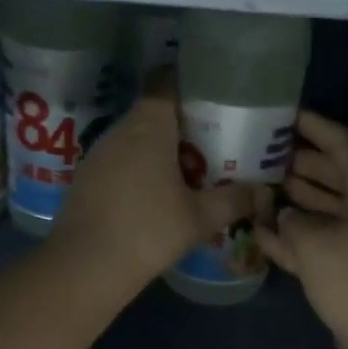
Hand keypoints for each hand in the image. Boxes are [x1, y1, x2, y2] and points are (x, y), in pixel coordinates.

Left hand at [55, 71, 261, 285]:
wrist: (85, 266)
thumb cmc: (148, 231)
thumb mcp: (200, 219)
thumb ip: (234, 201)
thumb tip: (263, 192)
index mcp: (149, 127)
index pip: (164, 81)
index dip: (187, 82)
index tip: (211, 96)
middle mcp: (120, 130)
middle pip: (152, 111)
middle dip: (181, 122)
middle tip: (211, 139)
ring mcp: (98, 154)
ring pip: (134, 137)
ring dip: (158, 147)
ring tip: (187, 167)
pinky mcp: (86, 178)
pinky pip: (118, 159)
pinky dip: (138, 167)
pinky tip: (153, 193)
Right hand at [254, 111, 347, 348]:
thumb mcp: (315, 241)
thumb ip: (292, 222)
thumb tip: (283, 218)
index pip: (344, 145)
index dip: (316, 128)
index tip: (287, 115)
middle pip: (334, 177)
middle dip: (300, 164)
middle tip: (263, 152)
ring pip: (325, 212)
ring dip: (295, 201)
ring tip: (258, 186)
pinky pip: (321, 244)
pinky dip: (295, 239)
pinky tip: (263, 234)